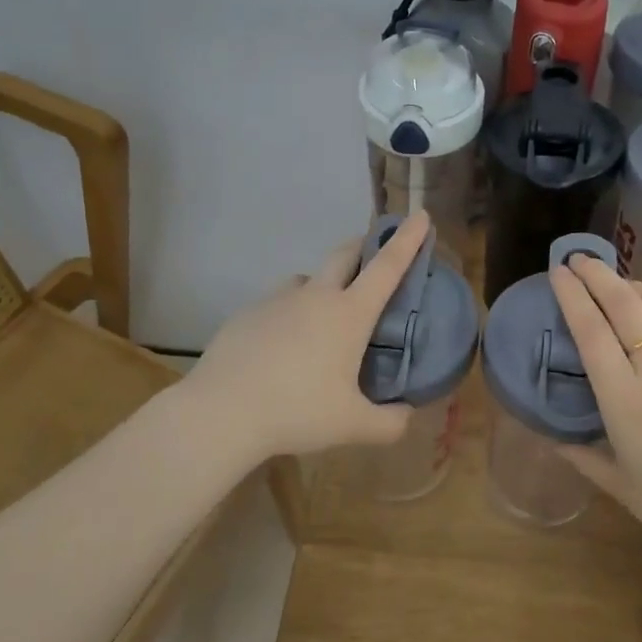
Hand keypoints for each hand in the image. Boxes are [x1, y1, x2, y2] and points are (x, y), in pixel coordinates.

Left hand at [183, 212, 431, 459]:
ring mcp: (277, 300)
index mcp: (348, 315)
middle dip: (364, 245)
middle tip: (374, 251)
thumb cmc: (297, 412)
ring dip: (323, 285)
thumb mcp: (353, 425)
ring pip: (307, 279)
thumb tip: (407, 416)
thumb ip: (390, 423)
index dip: (407, 240)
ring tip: (323, 317)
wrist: (222, 411)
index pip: (386, 267)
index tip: (419, 216)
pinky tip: (282, 346)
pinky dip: (290, 313)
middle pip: (344, 254)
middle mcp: (315, 297)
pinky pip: (278, 303)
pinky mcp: (247, 313)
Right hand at [549, 254, 641, 571]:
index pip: (591, 331)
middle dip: (599, 275)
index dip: (572, 296)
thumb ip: (584, 458)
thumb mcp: (622, 488)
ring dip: (637, 286)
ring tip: (621, 280)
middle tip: (581, 259)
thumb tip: (555, 441)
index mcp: (624, 400)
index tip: (559, 272)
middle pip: (625, 306)